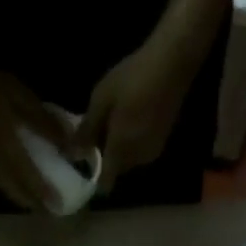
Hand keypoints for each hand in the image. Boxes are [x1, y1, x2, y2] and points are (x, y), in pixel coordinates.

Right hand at [0, 41, 73, 211]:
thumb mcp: (20, 97)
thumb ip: (45, 123)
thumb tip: (71, 146)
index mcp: (6, 148)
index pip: (30, 180)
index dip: (45, 195)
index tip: (60, 208)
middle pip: (15, 192)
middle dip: (33, 203)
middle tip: (50, 210)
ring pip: (3, 187)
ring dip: (20, 195)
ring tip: (36, 198)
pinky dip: (6, 181)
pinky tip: (14, 177)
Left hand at [75, 33, 203, 191]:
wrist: (172, 63)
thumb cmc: (132, 79)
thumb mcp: (100, 100)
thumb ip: (86, 131)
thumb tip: (74, 154)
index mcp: (121, 151)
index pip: (106, 182)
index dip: (94, 178)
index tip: (85, 164)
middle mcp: (138, 158)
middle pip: (117, 168)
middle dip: (106, 157)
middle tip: (96, 130)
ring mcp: (154, 150)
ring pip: (130, 158)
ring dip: (119, 147)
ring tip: (112, 120)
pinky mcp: (164, 139)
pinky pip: (141, 148)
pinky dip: (132, 140)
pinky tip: (130, 117)